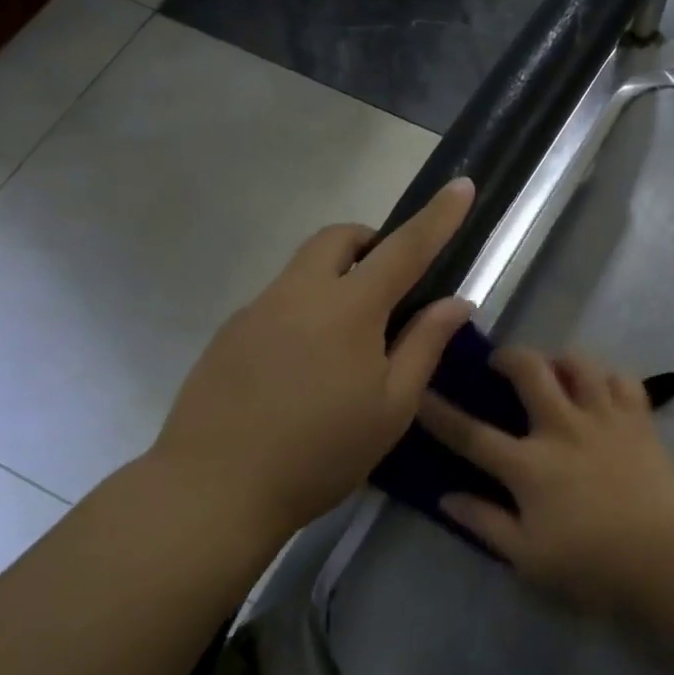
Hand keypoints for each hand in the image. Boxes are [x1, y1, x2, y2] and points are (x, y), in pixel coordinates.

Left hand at [149, 179, 474, 536]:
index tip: (461, 185)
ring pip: (304, 267)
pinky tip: (302, 368)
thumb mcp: (391, 408)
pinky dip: (305, 309)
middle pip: (339, 238)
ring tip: (347, 341)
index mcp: (349, 308)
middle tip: (390, 285)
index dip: (438, 216)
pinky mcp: (229, 332)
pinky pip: (278, 300)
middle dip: (371, 242)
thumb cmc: (319, 453)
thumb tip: (456, 302)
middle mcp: (299, 293)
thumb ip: (425, 346)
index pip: (405, 247)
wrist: (212, 489)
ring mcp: (257, 309)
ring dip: (336, 277)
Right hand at [419, 348, 673, 608]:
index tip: (420, 391)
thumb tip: (445, 496)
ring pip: (579, 364)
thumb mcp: (526, 556)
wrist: (663, 557)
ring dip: (560, 359)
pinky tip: (601, 387)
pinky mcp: (638, 419)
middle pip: (529, 371)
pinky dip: (607, 377)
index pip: (472, 434)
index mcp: (529, 465)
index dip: (440, 413)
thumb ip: (484, 522)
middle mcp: (562, 428)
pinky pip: (622, 380)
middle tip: (499, 362)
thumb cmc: (589, 563)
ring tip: (554, 368)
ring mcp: (603, 418)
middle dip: (507, 357)